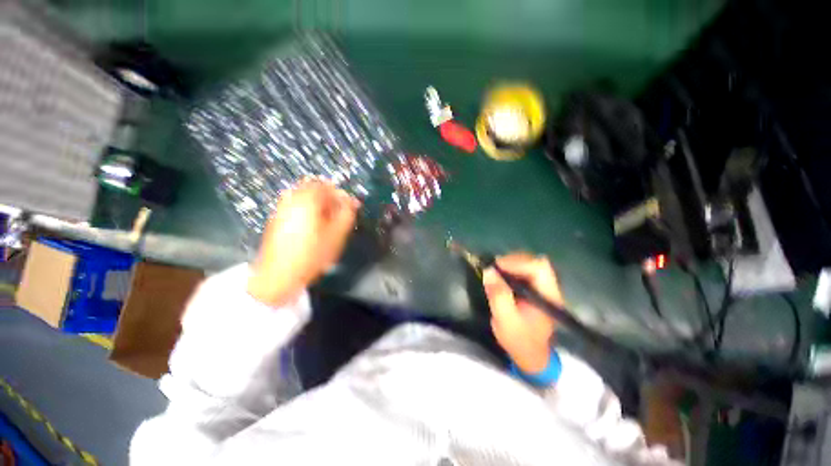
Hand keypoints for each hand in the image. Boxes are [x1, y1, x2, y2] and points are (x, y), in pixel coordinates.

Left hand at [247, 180, 359, 306]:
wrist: (279, 275)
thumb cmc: (312, 255)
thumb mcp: (337, 235)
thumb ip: (347, 214)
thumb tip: (351, 202)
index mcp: (307, 201)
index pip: (327, 186)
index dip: (342, 195)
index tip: (349, 207)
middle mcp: (292, 199)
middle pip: (315, 188)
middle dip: (330, 199)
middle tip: (339, 214)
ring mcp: (282, 208)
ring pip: (305, 197)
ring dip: (319, 205)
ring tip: (327, 222)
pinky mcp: (277, 219)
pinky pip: (297, 206)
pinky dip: (308, 210)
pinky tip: (313, 227)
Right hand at [482, 253, 562, 373]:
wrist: (529, 355)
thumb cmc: (519, 340)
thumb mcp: (505, 320)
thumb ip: (498, 295)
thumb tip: (488, 270)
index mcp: (547, 296)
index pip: (539, 268)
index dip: (518, 263)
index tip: (497, 266)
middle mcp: (549, 288)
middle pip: (536, 262)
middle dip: (513, 261)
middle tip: (495, 267)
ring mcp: (543, 288)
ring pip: (530, 264)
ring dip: (512, 264)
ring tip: (496, 270)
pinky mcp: (535, 289)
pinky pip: (525, 271)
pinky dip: (512, 269)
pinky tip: (501, 275)